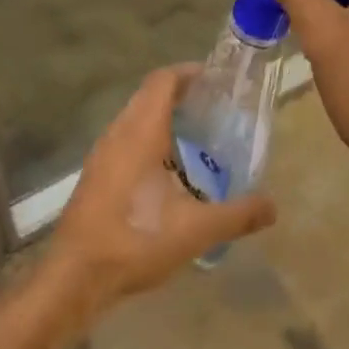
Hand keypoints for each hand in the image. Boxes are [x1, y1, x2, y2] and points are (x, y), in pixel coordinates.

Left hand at [44, 66, 276, 320]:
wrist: (76, 275)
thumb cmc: (136, 239)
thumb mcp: (196, 230)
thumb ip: (237, 215)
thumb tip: (273, 207)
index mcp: (141, 131)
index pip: (163, 81)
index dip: (188, 73)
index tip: (216, 80)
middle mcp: (118, 132)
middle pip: (149, 95)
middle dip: (180, 95)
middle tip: (214, 109)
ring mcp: (102, 153)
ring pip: (134, 118)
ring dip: (162, 118)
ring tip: (195, 138)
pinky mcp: (95, 174)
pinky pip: (125, 140)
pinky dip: (148, 140)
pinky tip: (167, 172)